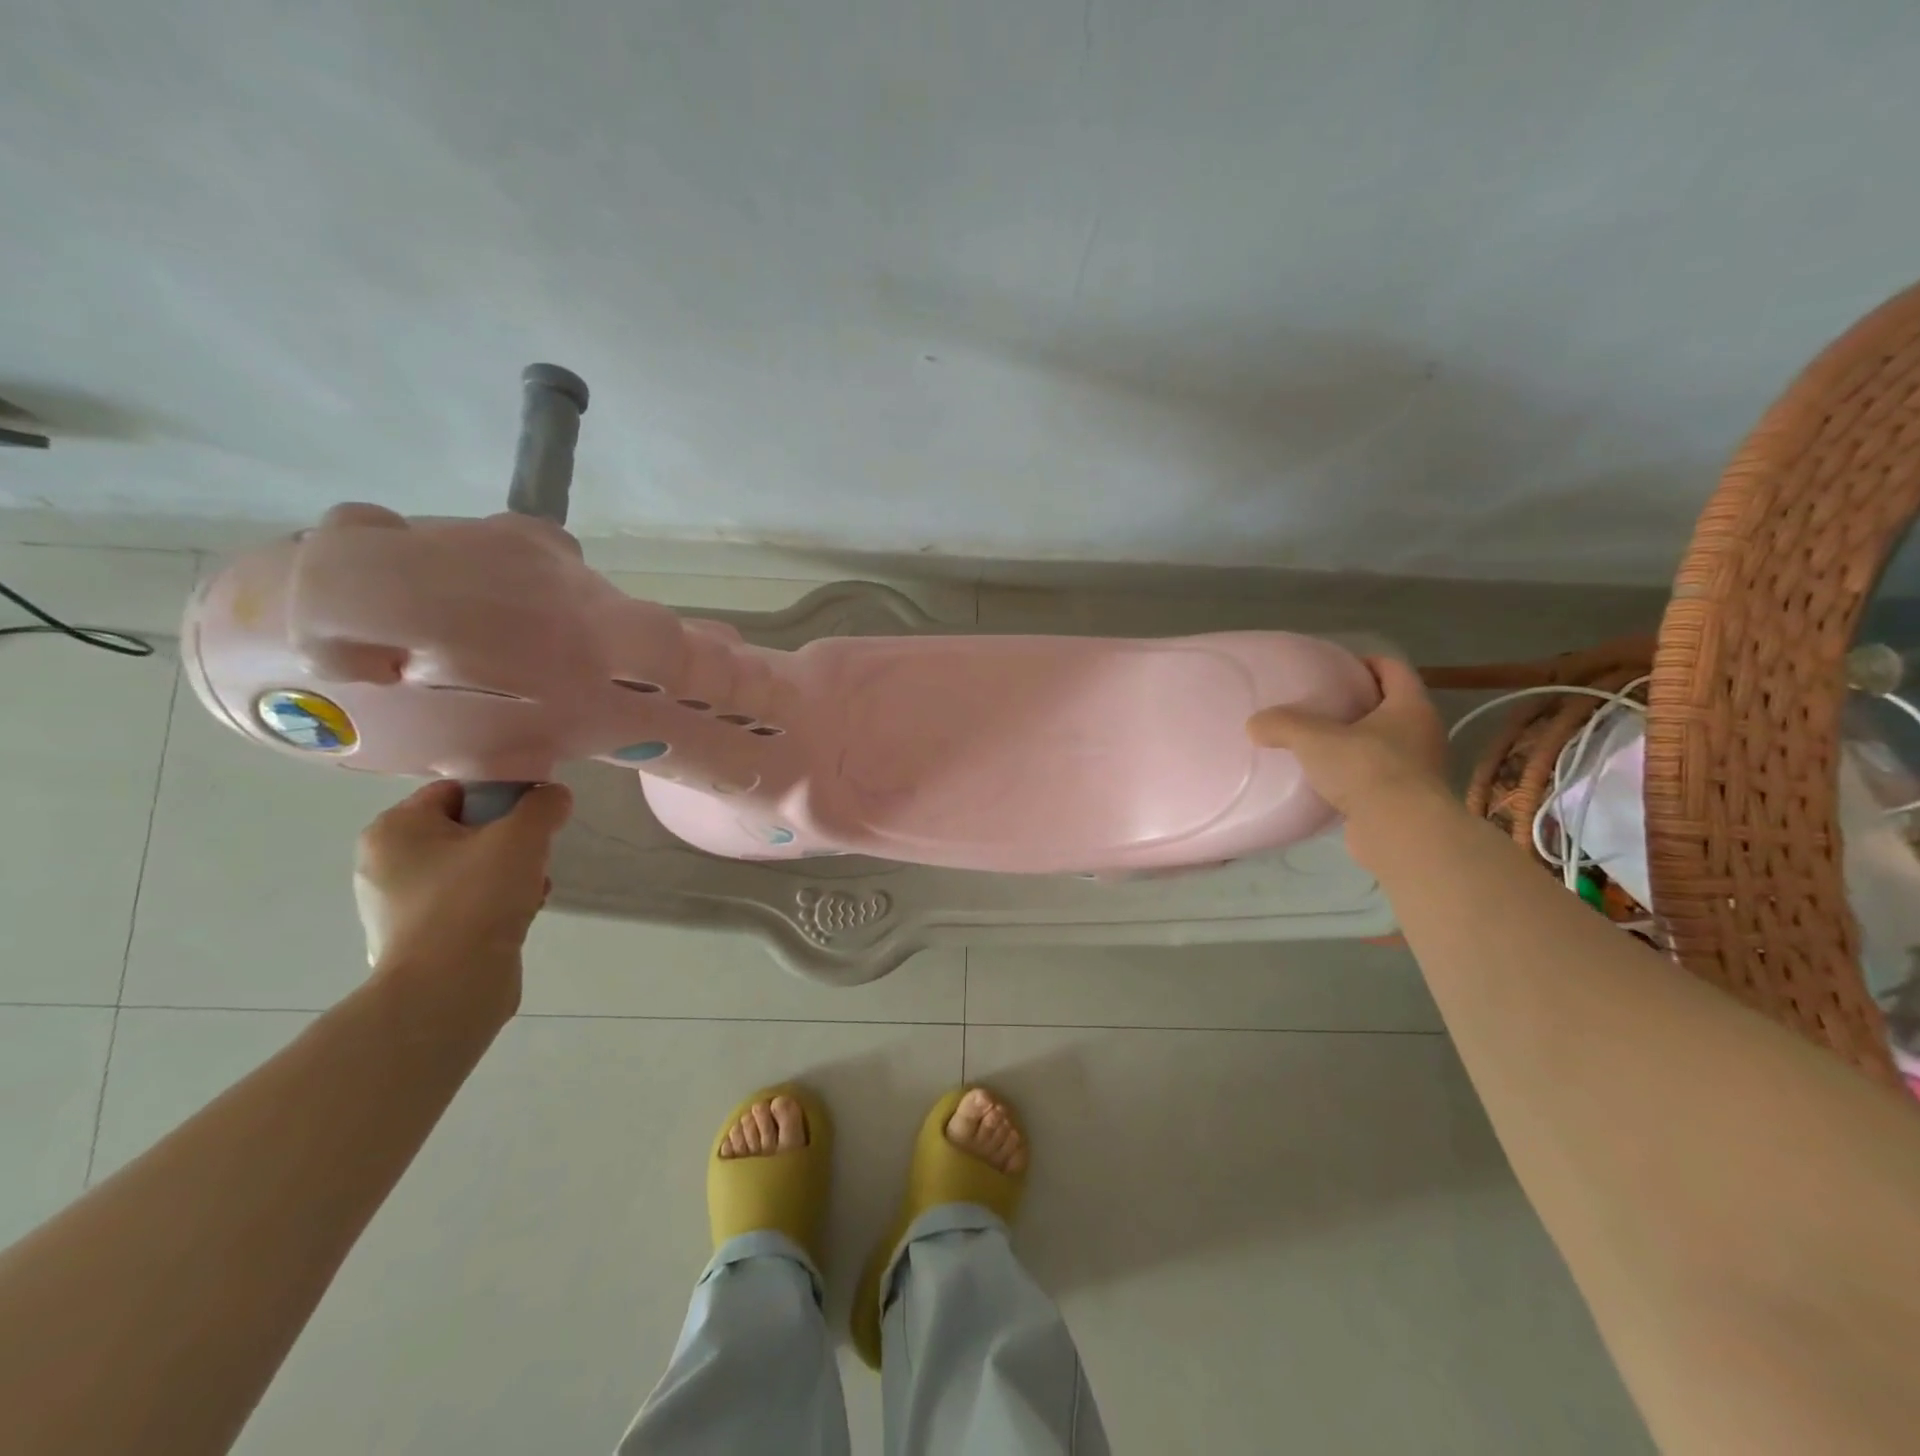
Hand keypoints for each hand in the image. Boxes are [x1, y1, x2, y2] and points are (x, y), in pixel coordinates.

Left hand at [353, 781, 573, 1009]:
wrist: (450, 987)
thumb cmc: (476, 898)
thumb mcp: (522, 838)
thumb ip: (542, 806)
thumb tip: (553, 796)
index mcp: (393, 829)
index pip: (455, 791)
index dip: (502, 796)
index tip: (534, 817)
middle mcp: (383, 864)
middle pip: (464, 831)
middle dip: (508, 841)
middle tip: (536, 855)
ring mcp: (396, 906)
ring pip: (468, 869)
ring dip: (507, 873)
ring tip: (534, 888)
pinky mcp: (416, 939)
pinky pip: (463, 904)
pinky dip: (494, 904)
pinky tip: (520, 914)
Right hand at [1246, 656, 1448, 822]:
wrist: (1401, 832)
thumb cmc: (1366, 769)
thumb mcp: (1314, 739)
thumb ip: (1282, 725)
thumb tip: (1254, 724)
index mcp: (1411, 706)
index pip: (1393, 669)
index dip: (1367, 662)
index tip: (1337, 667)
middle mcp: (1423, 733)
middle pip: (1391, 706)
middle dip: (1359, 703)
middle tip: (1322, 705)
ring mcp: (1420, 769)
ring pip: (1386, 743)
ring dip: (1358, 741)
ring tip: (1320, 744)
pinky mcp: (1408, 800)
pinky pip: (1379, 776)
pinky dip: (1357, 774)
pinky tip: (1328, 781)